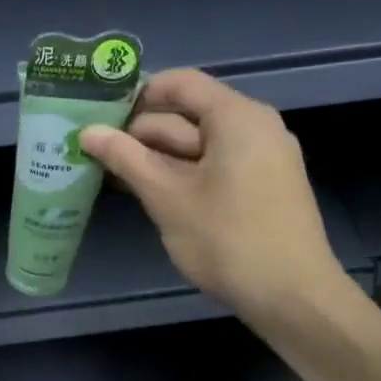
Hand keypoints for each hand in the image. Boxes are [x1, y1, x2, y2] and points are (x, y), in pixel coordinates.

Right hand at [79, 70, 346, 325]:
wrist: (291, 296)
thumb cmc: (227, 239)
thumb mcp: (166, 196)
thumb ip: (126, 158)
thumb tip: (88, 131)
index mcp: (237, 117)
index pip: (180, 84)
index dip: (137, 95)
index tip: (98, 116)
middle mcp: (253, 128)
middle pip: (186, 115)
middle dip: (139, 133)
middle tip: (92, 151)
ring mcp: (260, 159)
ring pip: (196, 145)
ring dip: (154, 157)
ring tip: (109, 173)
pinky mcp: (259, 187)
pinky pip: (212, 166)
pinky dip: (179, 174)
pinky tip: (146, 193)